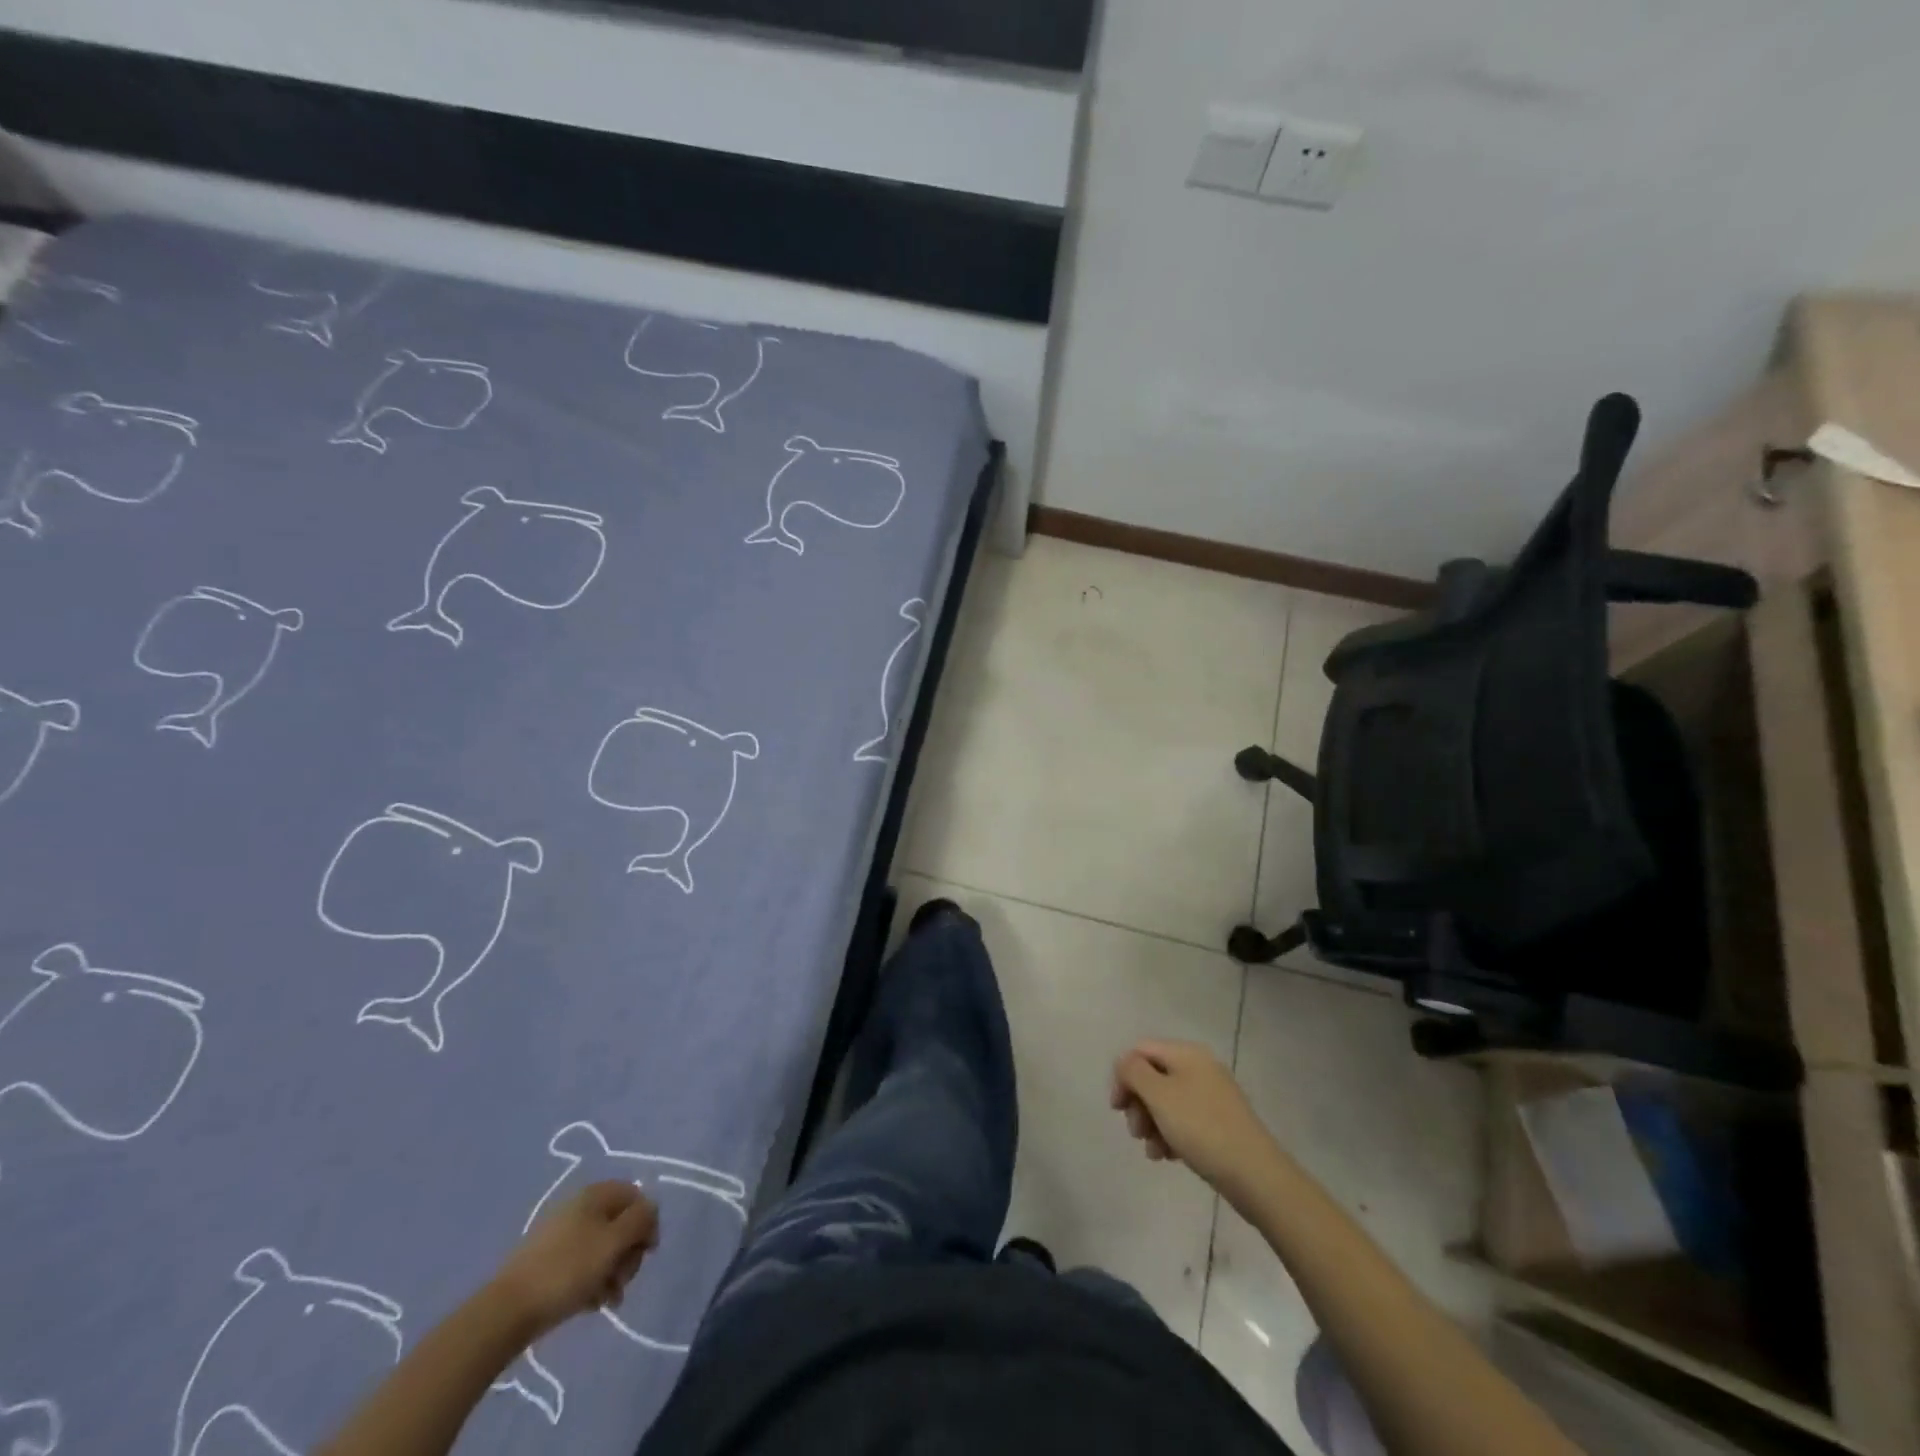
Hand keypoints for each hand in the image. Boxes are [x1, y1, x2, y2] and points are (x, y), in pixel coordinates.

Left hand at [490, 1181, 658, 1338]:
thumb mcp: (614, 1241)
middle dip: (629, 1252)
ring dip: (613, 1271)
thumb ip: (641, 1219)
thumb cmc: (568, 1270)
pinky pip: (583, 1264)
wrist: (506, 1313)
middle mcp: (580, 1207)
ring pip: (603, 1247)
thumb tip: (650, 1212)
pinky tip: (592, 1304)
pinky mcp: (549, 1262)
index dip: (647, 1222)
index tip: (647, 1253)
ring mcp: (562, 1235)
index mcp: (595, 1194)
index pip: (636, 1197)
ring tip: (608, 1298)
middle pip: (621, 1223)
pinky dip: (593, 1281)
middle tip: (623, 1279)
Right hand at [1111, 1040, 1277, 1193]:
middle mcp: (1200, 1067)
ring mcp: (1212, 1095)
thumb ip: (1134, 1072)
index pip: (1141, 1050)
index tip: (1117, 1109)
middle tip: (1136, 1133)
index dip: (1123, 1076)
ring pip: (1167, 1101)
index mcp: (1186, 1053)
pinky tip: (1168, 1156)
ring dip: (1152, 1124)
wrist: (1255, 1174)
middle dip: (1138, 1103)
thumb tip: (1125, 1064)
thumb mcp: (1159, 1095)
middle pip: (1153, 1076)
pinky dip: (1171, 1135)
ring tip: (1154, 1151)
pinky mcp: (1219, 1122)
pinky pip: (1184, 1120)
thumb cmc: (1201, 1128)